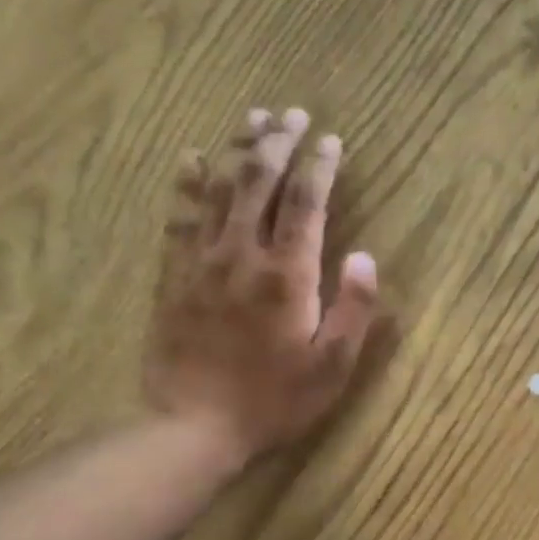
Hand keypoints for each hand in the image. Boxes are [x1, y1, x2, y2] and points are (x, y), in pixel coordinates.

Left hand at [143, 106, 380, 462]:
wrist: (194, 426)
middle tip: (291, 113)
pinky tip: (191, 156)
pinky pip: (179, 217)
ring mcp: (202, 261)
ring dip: (237, 149)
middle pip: (259, 181)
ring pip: (219, 188)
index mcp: (287, 275)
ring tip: (252, 117)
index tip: (331, 139)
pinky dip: (187, 182)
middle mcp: (242, 254)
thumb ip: (353, 309)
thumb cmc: (274, 401)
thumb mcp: (332, 366)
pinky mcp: (173, 275)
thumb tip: (365, 256)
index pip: (306, 203)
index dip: (320, 166)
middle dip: (278, 142)